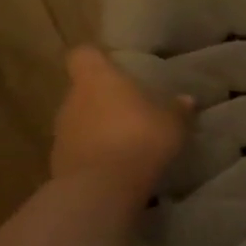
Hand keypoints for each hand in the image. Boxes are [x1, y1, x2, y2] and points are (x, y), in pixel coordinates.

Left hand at [50, 46, 192, 203]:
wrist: (101, 189)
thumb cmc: (140, 138)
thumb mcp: (173, 123)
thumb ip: (178, 109)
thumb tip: (186, 99)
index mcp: (98, 80)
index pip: (83, 55)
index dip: (96, 57)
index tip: (113, 64)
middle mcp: (73, 101)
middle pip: (83, 90)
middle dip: (104, 97)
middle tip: (132, 106)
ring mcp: (61, 133)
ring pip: (80, 119)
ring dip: (98, 125)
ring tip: (127, 137)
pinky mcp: (58, 163)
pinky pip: (79, 147)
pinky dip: (94, 150)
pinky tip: (118, 162)